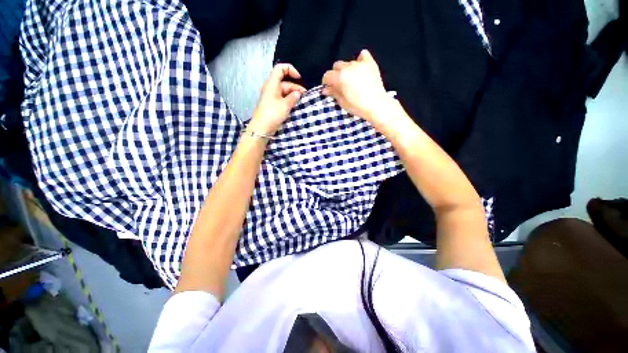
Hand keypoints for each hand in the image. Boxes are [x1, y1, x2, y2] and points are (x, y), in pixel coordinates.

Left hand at [248, 64, 305, 135]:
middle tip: (305, 96)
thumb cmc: (273, 114)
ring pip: (285, 92)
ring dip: (293, 95)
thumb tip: (298, 93)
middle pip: (285, 82)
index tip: (299, 78)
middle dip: (295, 87)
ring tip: (301, 102)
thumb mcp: (285, 105)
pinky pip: (283, 99)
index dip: (291, 70)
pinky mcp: (273, 105)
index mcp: (272, 83)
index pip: (280, 68)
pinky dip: (289, 101)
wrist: (261, 128)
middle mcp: (271, 88)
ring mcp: (272, 97)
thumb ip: (293, 97)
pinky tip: (295, 106)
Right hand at [322, 50, 388, 121]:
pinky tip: (360, 68)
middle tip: (340, 85)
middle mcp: (348, 67)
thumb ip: (333, 93)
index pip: (327, 75)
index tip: (329, 88)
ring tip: (352, 80)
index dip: (326, 82)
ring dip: (347, 70)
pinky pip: (363, 55)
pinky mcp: (370, 63)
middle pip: (337, 66)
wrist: (376, 105)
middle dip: (336, 74)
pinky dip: (360, 59)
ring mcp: (360, 64)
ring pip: (348, 63)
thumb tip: (325, 89)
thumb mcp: (342, 102)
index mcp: (339, 77)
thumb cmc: (357, 106)